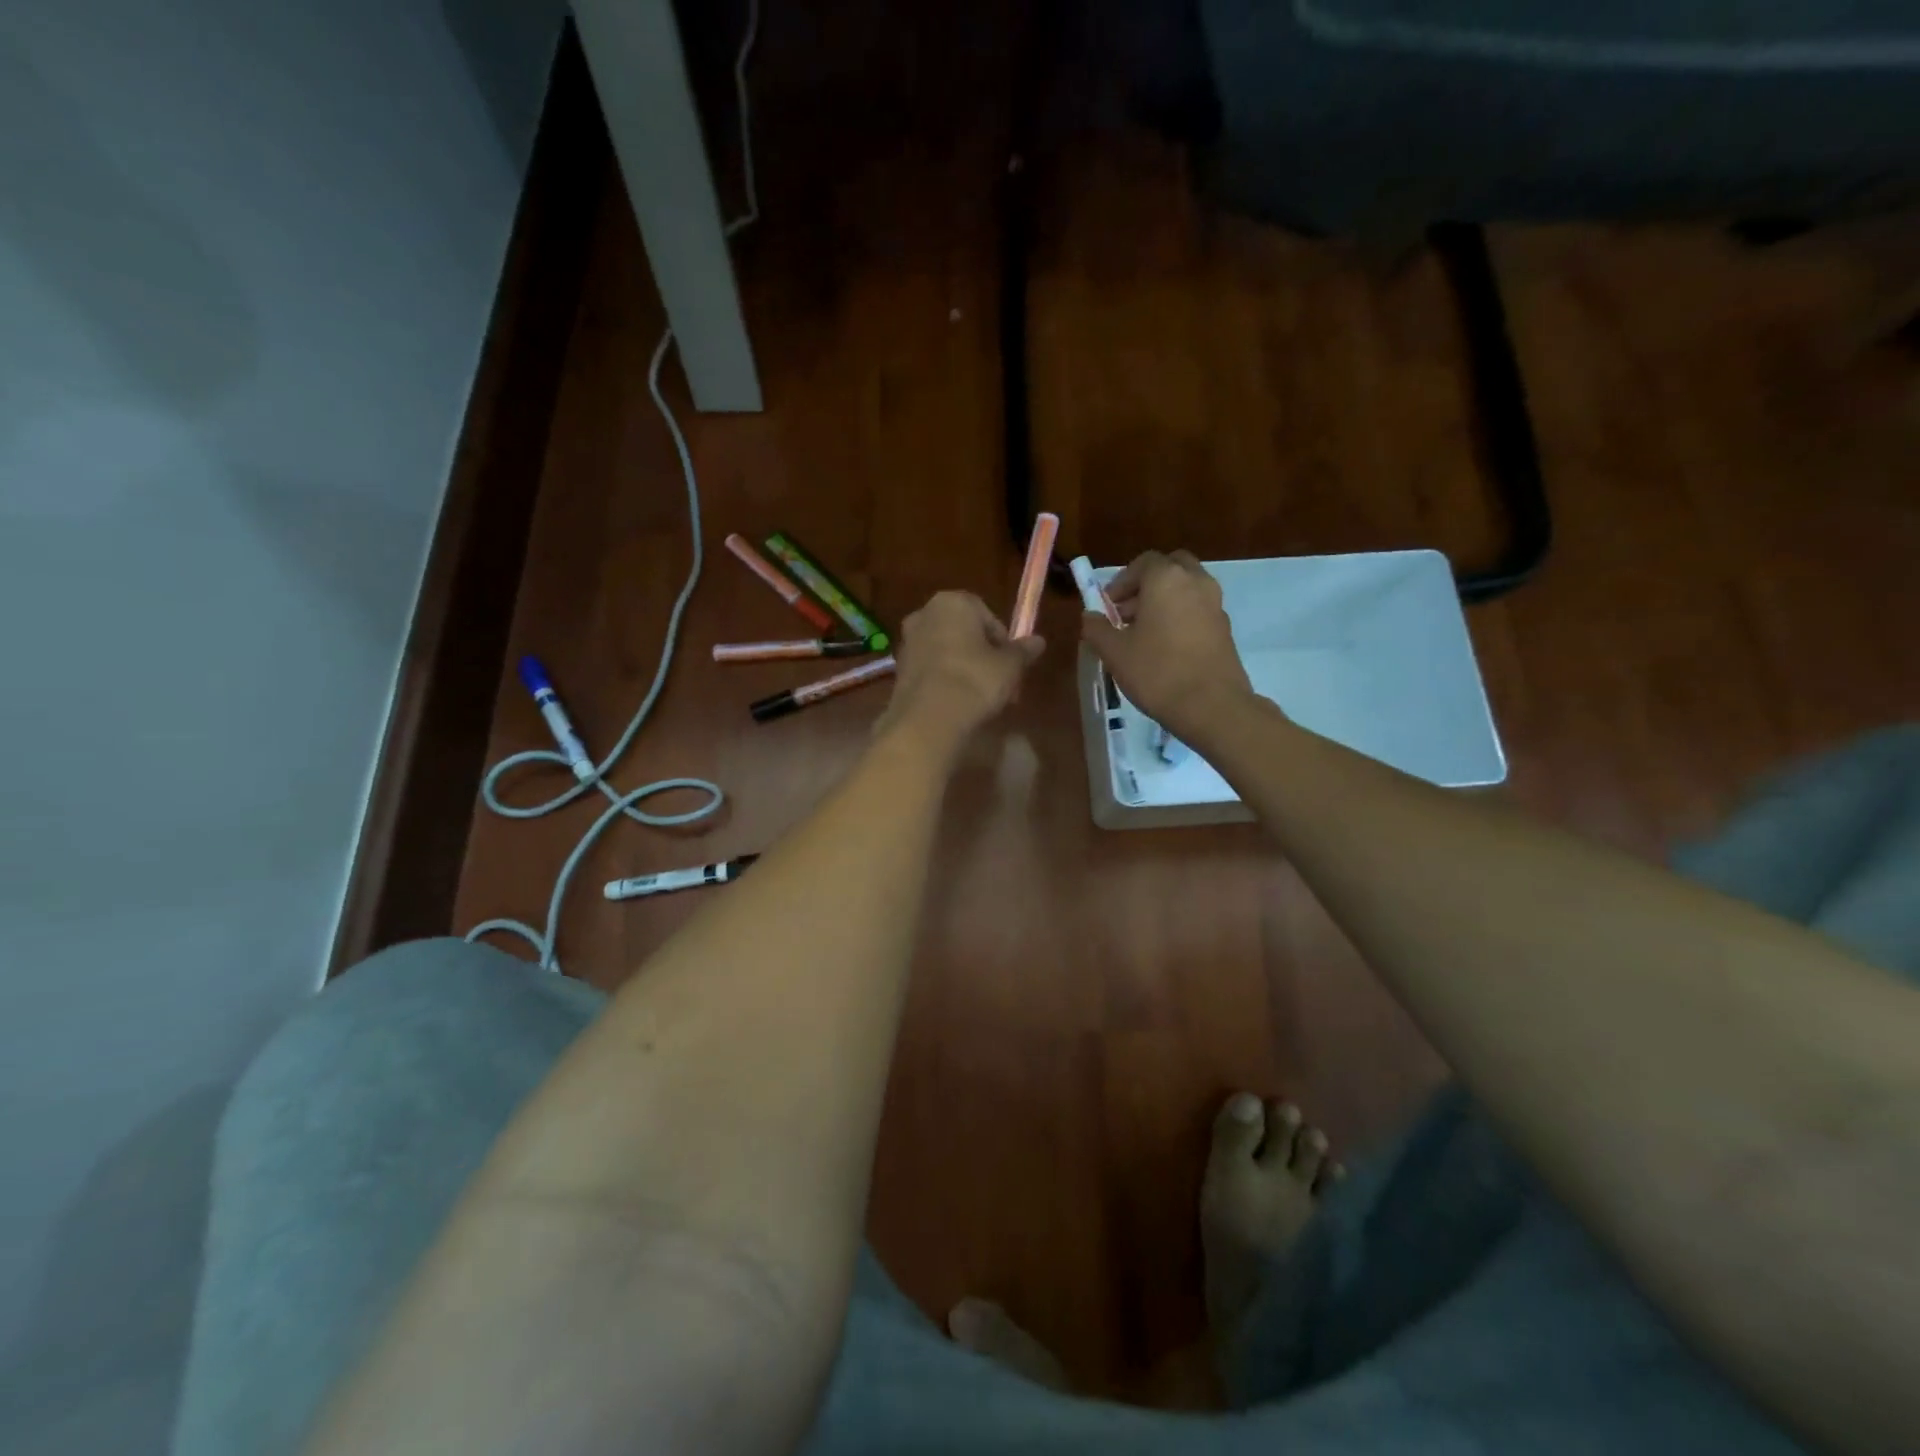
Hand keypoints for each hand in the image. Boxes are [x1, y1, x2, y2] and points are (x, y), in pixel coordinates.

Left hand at [876, 591, 1043, 758]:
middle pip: (964, 632)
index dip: (1002, 641)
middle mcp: (924, 614)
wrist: (928, 719)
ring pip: (946, 651)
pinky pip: (931, 669)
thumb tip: (1039, 641)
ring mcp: (907, 641)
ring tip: (981, 697)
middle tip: (1000, 682)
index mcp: (953, 602)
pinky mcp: (898, 669)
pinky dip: (945, 680)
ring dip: (964, 668)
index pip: (987, 615)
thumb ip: (1023, 651)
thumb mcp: (1009, 667)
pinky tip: (958, 703)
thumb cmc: (974, 680)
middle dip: (983, 655)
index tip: (1011, 664)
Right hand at [1081, 550, 1256, 739]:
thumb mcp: (1114, 652)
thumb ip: (1097, 628)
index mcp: (1166, 579)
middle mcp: (1196, 582)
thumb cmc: (1156, 672)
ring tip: (1143, 634)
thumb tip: (1090, 616)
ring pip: (1186, 588)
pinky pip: (1198, 610)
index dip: (1121, 582)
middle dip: (1147, 585)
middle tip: (1128, 613)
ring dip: (1164, 601)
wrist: (1211, 706)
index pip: (1142, 562)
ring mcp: (1215, 604)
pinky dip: (1181, 617)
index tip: (1107, 606)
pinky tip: (1165, 648)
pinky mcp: (1225, 628)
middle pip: (1170, 568)